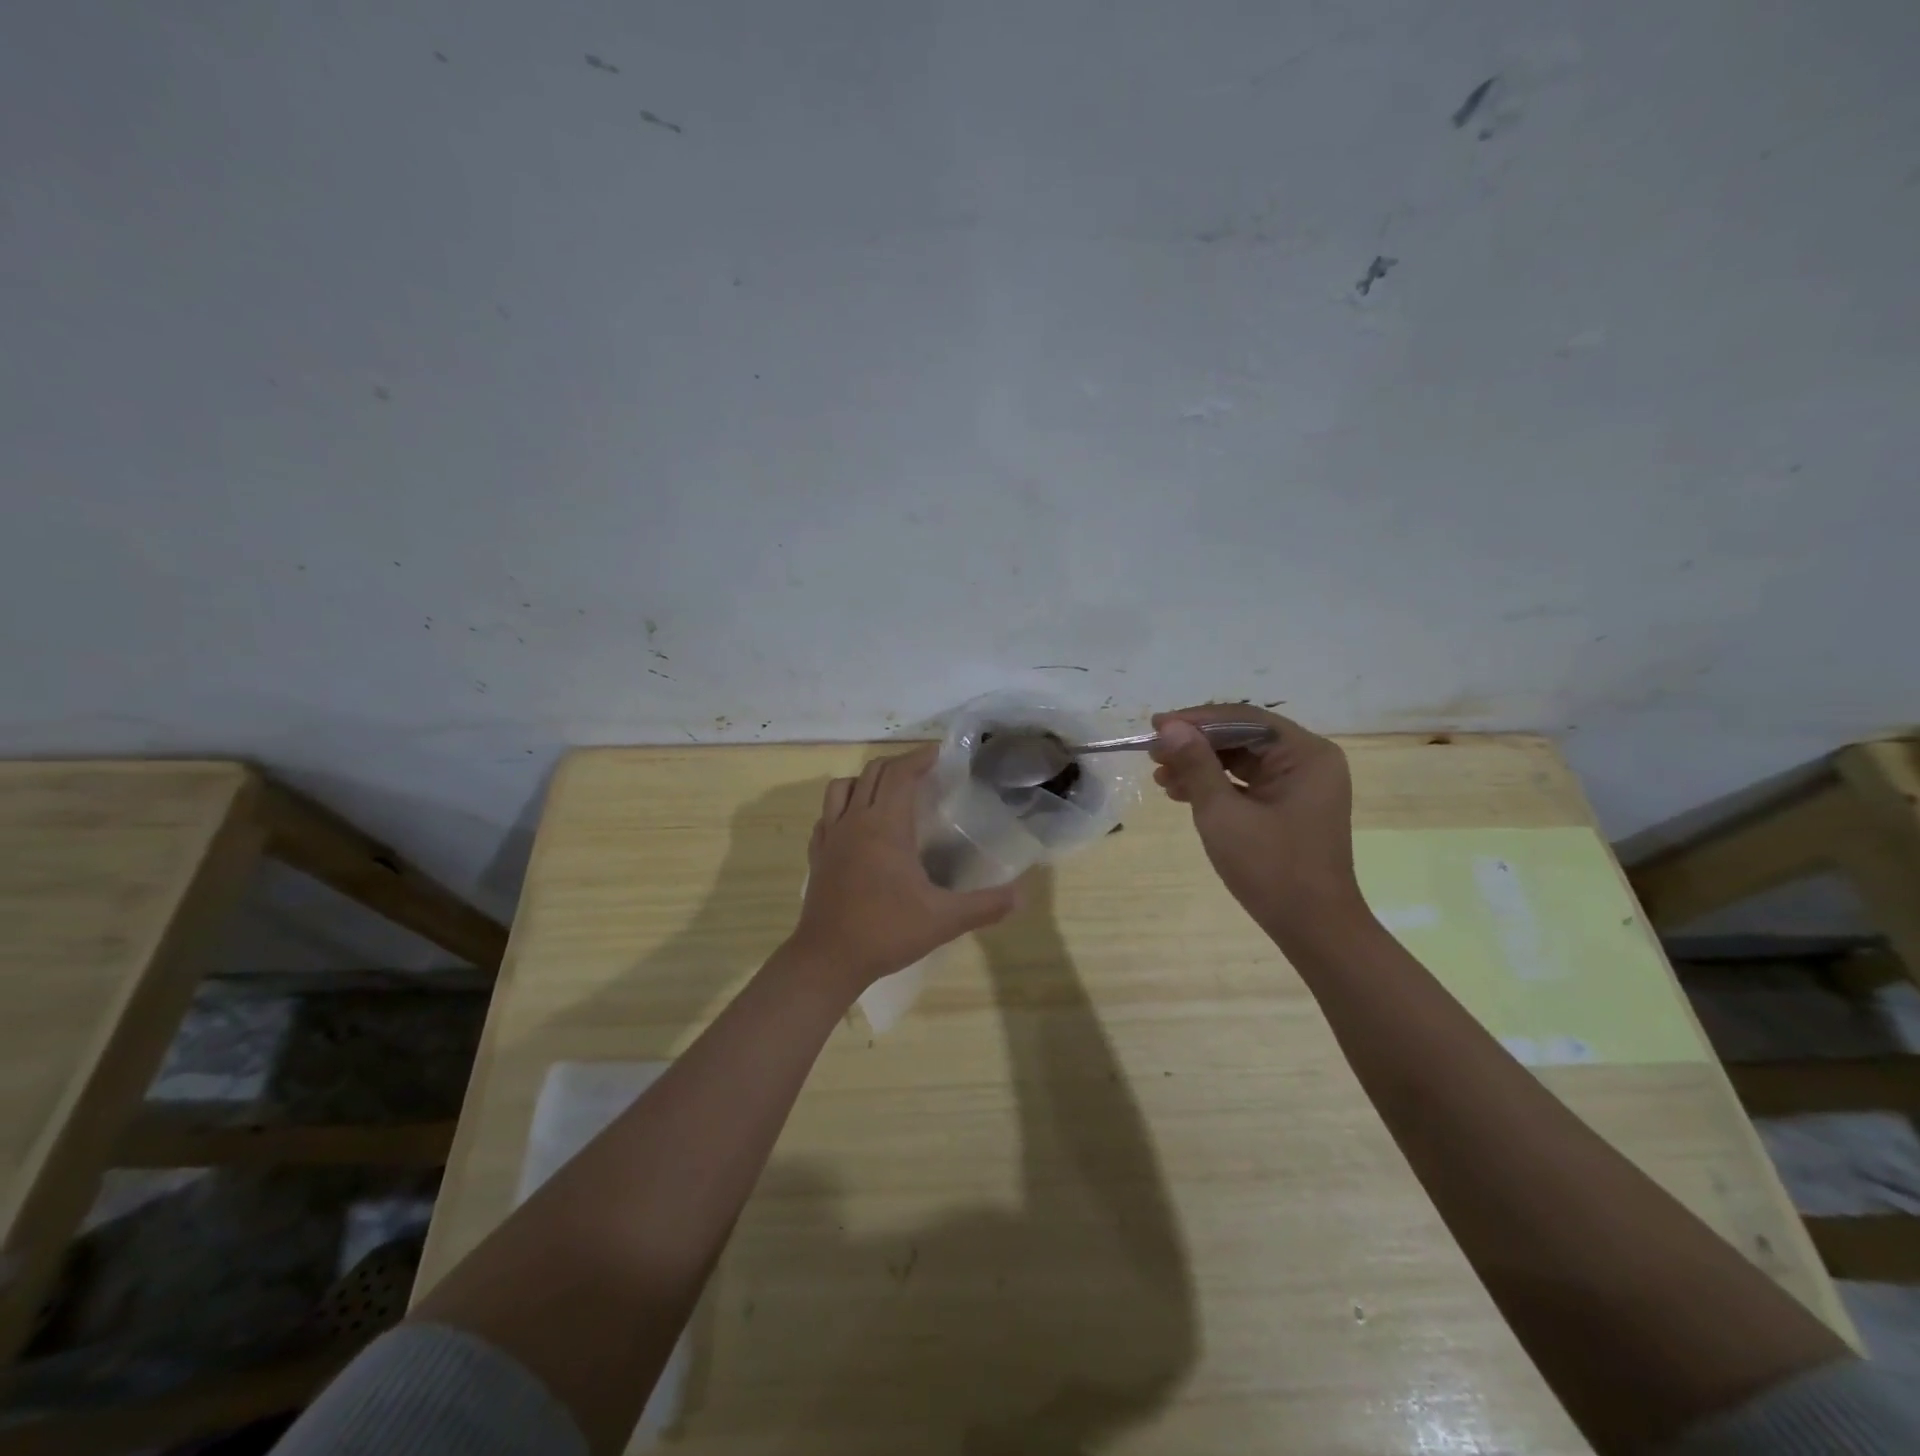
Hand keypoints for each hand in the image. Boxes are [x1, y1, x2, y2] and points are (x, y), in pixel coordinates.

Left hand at [788, 744, 1020, 991]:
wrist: (828, 959)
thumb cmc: (886, 931)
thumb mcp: (943, 920)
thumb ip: (985, 905)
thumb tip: (1021, 896)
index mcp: (884, 826)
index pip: (899, 774)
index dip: (919, 758)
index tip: (940, 754)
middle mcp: (854, 821)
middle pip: (873, 773)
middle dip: (899, 765)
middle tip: (925, 772)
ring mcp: (830, 837)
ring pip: (843, 787)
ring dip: (866, 780)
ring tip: (889, 793)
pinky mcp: (817, 855)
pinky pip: (827, 815)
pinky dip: (843, 807)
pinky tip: (857, 825)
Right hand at [1149, 706, 1372, 949]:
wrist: (1313, 928)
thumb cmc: (1270, 868)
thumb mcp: (1223, 813)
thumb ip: (1196, 764)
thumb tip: (1168, 726)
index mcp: (1305, 754)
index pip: (1244, 719)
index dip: (1196, 720)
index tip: (1155, 726)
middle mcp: (1309, 761)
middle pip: (1243, 737)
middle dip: (1196, 744)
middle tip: (1153, 753)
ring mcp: (1302, 785)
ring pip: (1242, 759)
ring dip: (1201, 765)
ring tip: (1160, 777)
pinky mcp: (1291, 806)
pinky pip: (1248, 782)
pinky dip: (1216, 784)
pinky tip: (1181, 793)